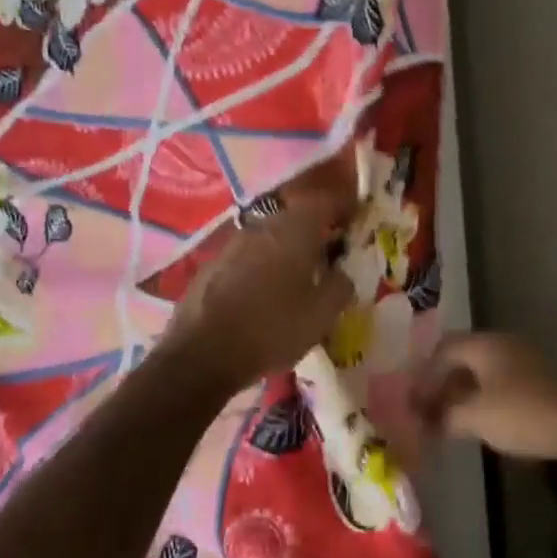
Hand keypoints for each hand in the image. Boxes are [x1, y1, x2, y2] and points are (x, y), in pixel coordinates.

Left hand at [159, 195, 353, 389]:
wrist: (201, 355)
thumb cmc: (272, 329)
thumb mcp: (321, 315)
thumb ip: (340, 286)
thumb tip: (342, 273)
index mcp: (294, 230)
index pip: (325, 202)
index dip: (343, 206)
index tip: (356, 217)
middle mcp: (263, 227)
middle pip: (295, 217)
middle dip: (315, 229)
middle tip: (331, 250)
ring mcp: (233, 244)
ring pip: (270, 236)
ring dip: (287, 247)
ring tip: (299, 272)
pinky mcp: (212, 265)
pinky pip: (248, 255)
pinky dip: (263, 264)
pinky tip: (266, 290)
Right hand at [411, 333, 556, 470]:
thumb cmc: (524, 412)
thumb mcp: (477, 416)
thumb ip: (447, 415)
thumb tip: (427, 419)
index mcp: (484, 345)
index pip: (443, 349)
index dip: (424, 374)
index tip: (411, 401)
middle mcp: (503, 345)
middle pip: (463, 359)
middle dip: (442, 385)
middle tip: (427, 414)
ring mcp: (524, 361)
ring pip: (483, 373)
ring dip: (463, 395)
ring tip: (449, 423)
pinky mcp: (540, 382)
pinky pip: (501, 385)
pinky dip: (484, 401)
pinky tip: (482, 425)